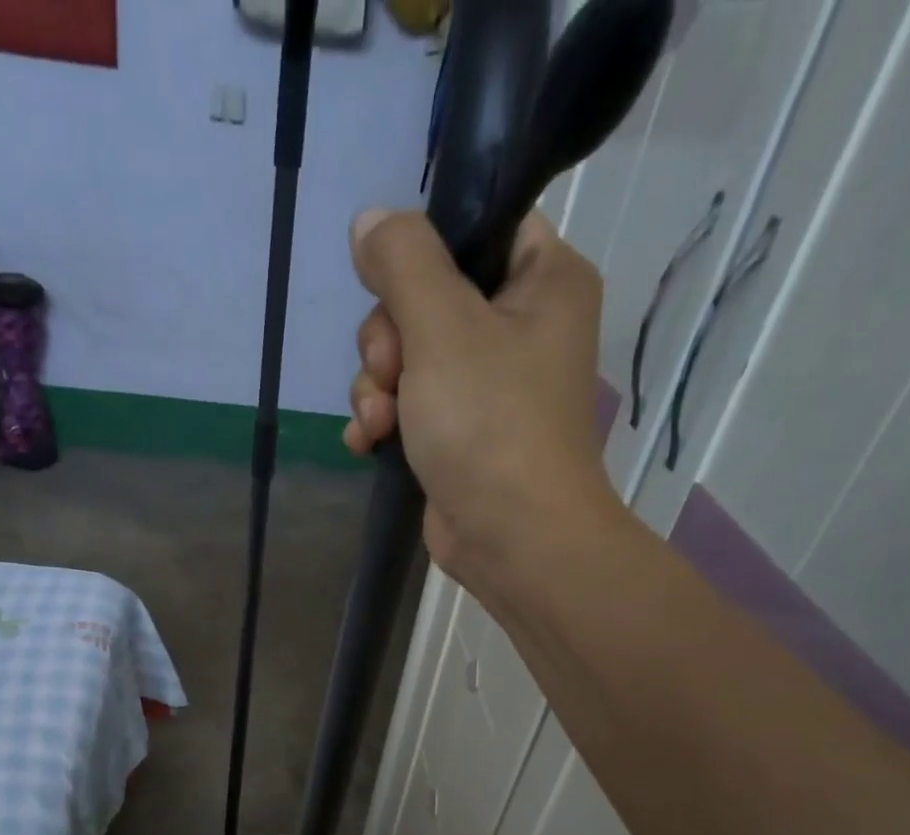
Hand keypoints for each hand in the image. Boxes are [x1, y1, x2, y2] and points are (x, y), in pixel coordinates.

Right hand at [345, 208, 613, 591]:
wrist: (513, 539)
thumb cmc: (491, 424)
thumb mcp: (443, 326)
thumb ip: (404, 262)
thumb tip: (370, 220)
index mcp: (542, 281)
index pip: (479, 227)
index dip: (424, 251)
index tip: (391, 285)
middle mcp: (519, 328)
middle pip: (427, 297)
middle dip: (388, 341)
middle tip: (391, 374)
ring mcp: (486, 387)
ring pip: (407, 356)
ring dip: (376, 388)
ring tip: (379, 424)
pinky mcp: (458, 435)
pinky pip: (407, 406)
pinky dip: (382, 422)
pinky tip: (367, 445)